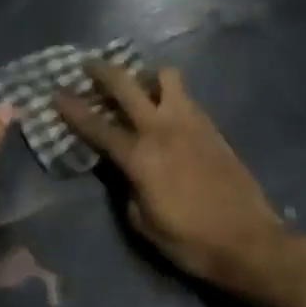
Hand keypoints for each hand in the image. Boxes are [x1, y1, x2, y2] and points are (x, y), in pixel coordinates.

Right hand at [56, 63, 305, 306]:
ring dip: (147, 75)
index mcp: (140, 156)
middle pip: (127, 84)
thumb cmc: (190, 240)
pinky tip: (167, 110)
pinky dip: (170, 95)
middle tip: (90, 66)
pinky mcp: (211, 126)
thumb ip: (126, 188)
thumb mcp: (144, 223)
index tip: (56, 93)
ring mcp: (190, 122)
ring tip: (139, 86)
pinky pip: (185, 96)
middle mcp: (162, 128)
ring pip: (166, 76)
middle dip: (103, 71)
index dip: (74, 109)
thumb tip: (123, 170)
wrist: (248, 240)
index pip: (98, 126)